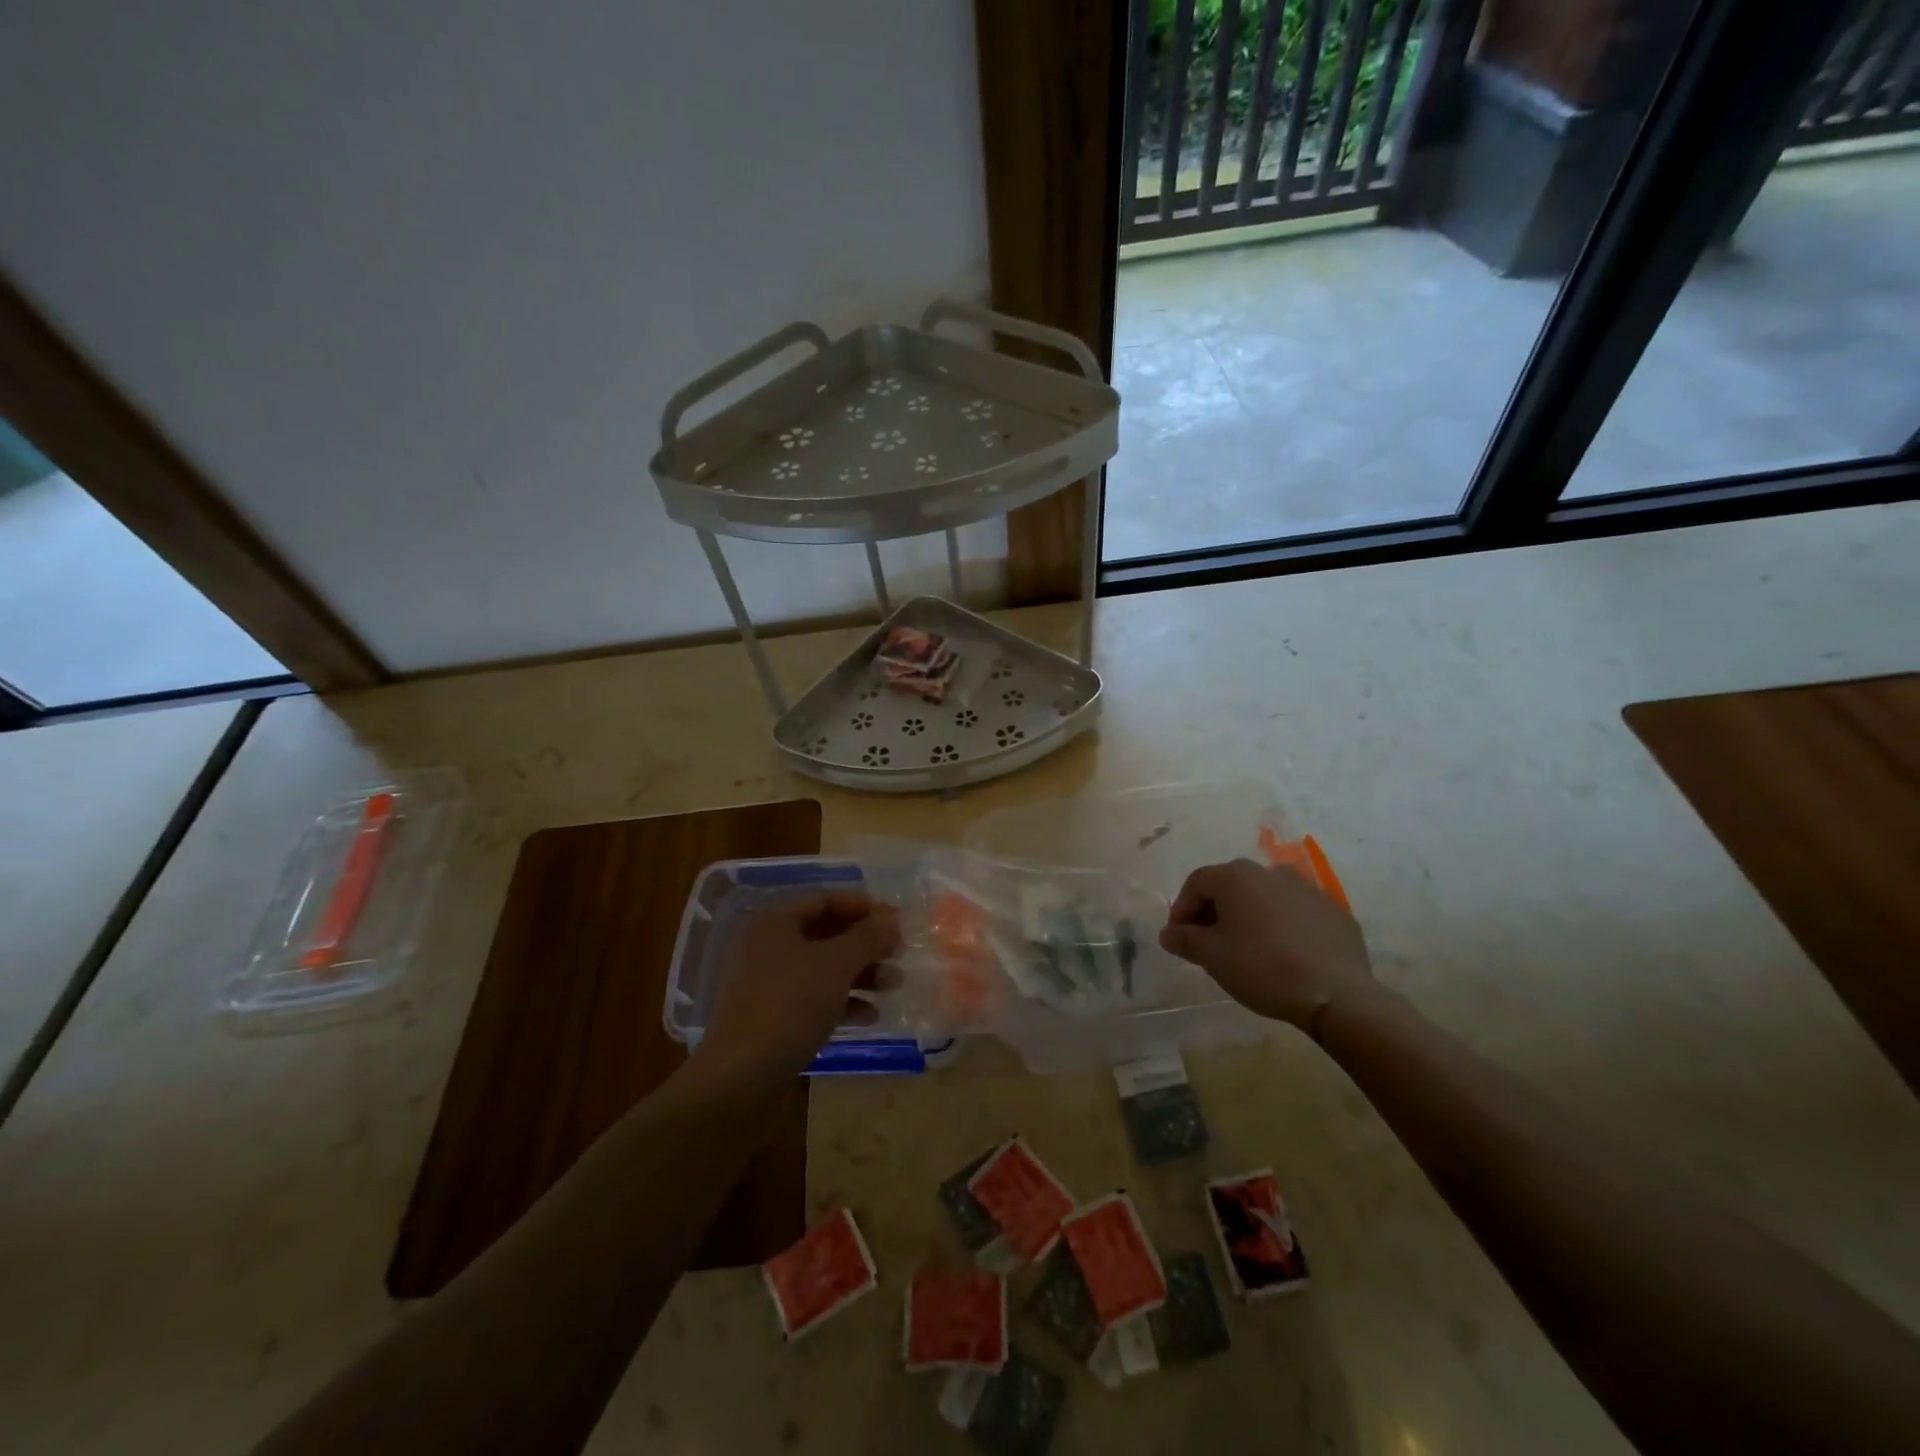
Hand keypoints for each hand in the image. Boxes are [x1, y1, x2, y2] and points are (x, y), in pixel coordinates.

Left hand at [698, 890, 901, 1082]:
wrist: (740, 1079)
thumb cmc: (789, 1006)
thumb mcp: (836, 965)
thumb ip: (868, 937)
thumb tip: (892, 919)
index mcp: (774, 921)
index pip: (824, 899)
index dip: (863, 906)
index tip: (898, 920)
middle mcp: (766, 946)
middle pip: (825, 933)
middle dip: (865, 943)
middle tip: (899, 953)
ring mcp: (766, 984)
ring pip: (822, 968)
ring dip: (860, 974)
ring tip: (894, 985)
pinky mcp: (771, 1018)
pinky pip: (812, 998)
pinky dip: (842, 1002)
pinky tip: (870, 1016)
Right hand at [1159, 859, 1372, 1029]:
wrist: (1337, 994)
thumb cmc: (1262, 968)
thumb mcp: (1212, 957)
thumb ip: (1184, 940)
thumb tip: (1169, 933)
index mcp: (1236, 876)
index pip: (1196, 883)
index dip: (1181, 910)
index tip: (1179, 939)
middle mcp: (1269, 872)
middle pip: (1229, 886)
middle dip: (1213, 911)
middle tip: (1208, 943)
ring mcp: (1306, 888)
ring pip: (1263, 896)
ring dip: (1248, 916)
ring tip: (1246, 947)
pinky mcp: (1333, 909)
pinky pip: (1294, 911)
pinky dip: (1280, 924)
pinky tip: (1283, 952)